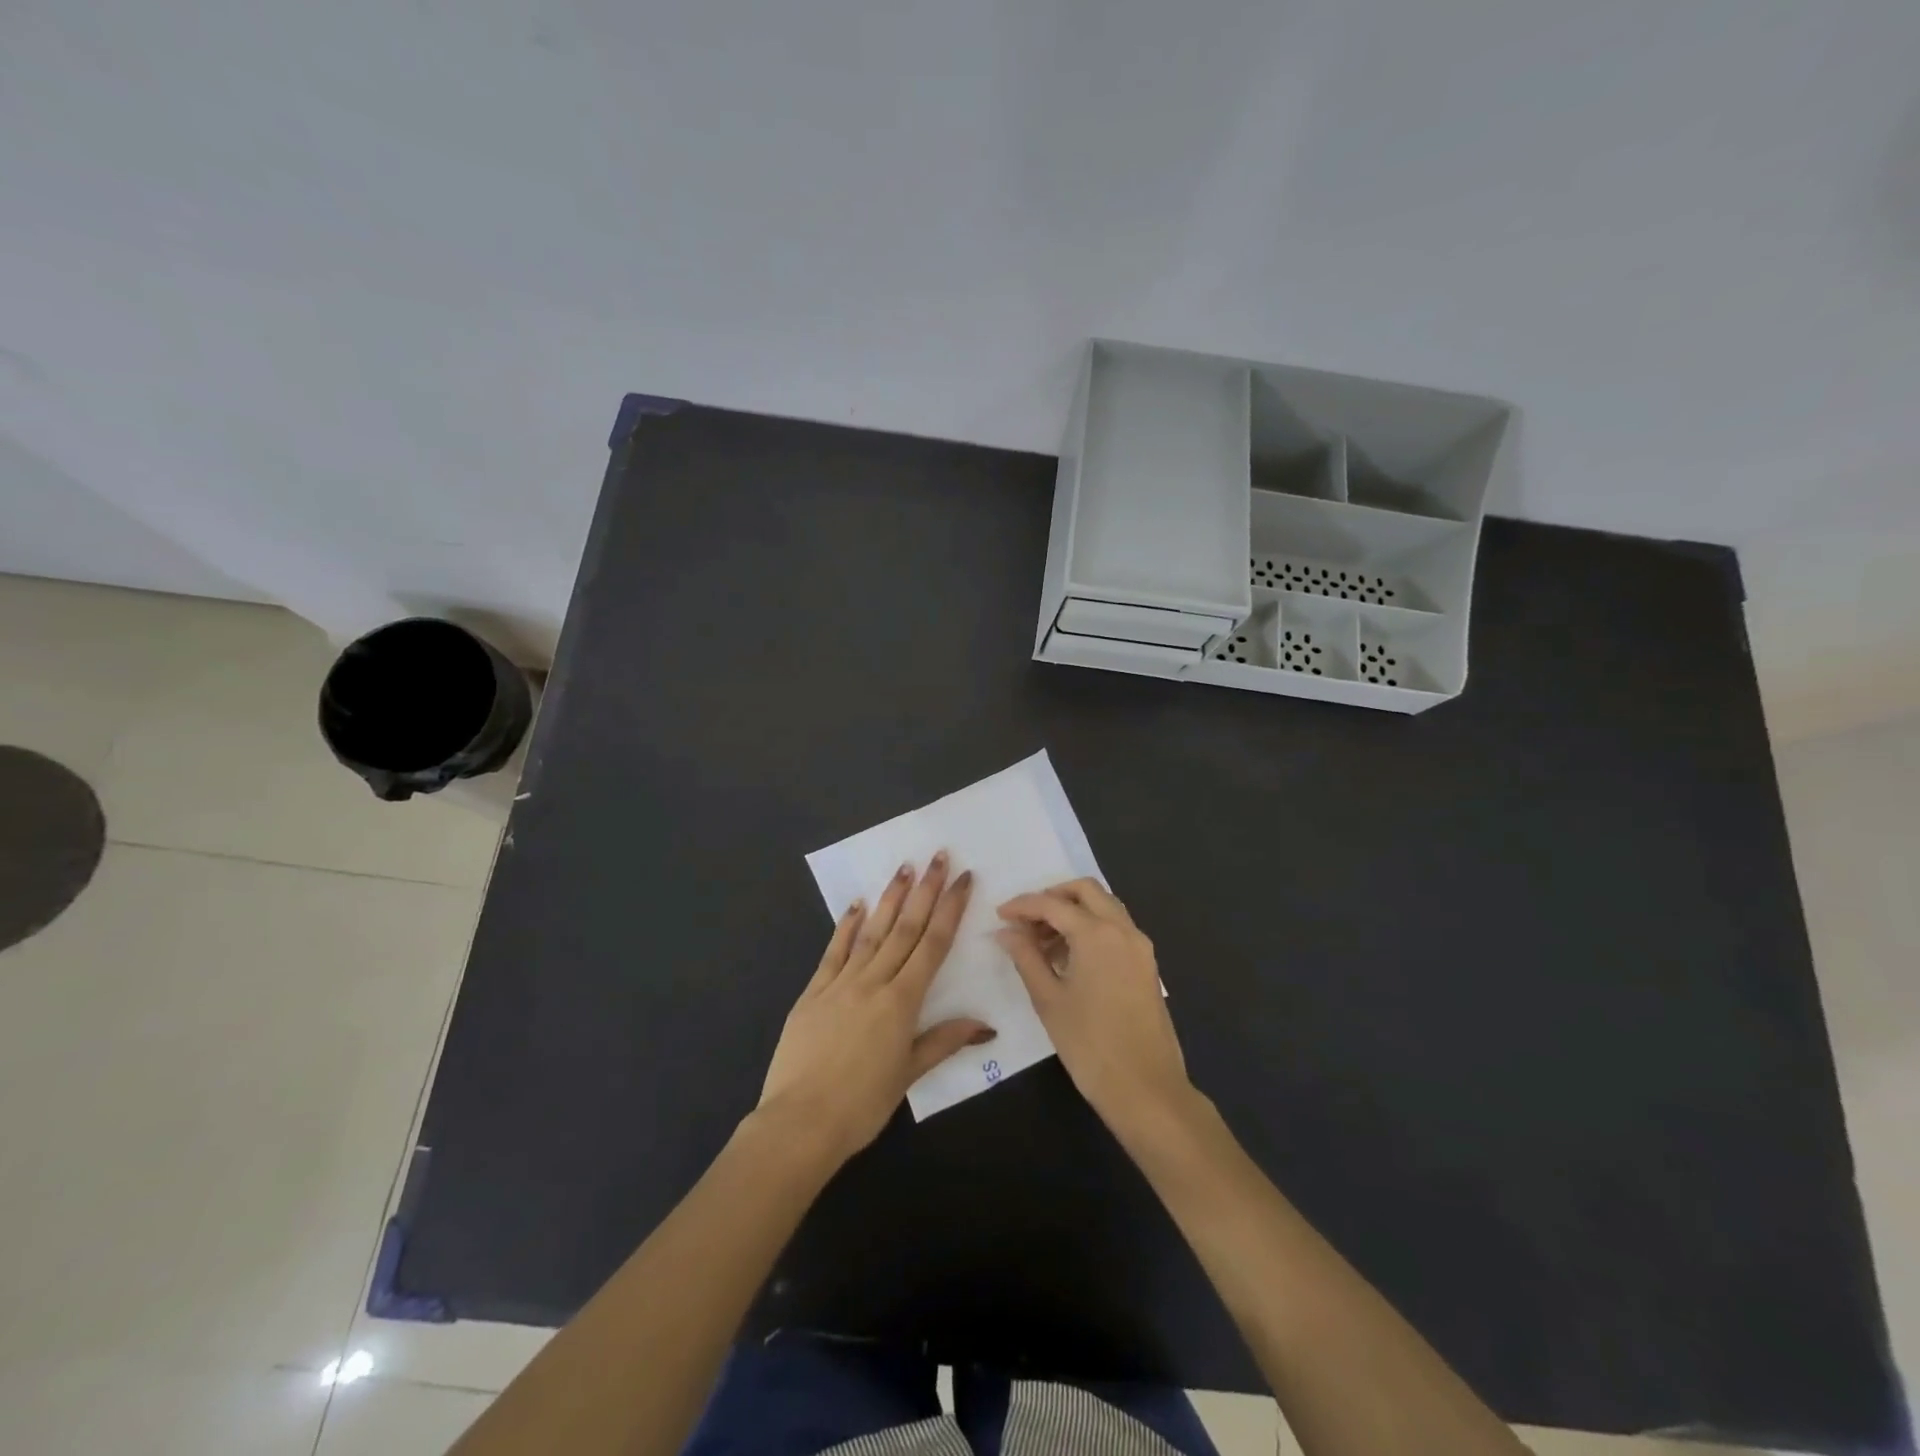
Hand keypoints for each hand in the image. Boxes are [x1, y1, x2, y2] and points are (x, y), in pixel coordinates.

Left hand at [758, 853, 993, 1164]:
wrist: (799, 1123)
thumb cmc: (861, 1105)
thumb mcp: (908, 1075)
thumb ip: (944, 1041)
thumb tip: (985, 1024)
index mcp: (902, 1002)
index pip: (933, 945)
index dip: (950, 909)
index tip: (963, 879)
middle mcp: (873, 982)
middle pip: (905, 928)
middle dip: (925, 890)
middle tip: (938, 856)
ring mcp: (840, 983)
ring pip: (871, 932)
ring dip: (890, 898)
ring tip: (904, 868)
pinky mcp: (813, 992)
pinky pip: (833, 952)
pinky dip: (846, 926)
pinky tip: (856, 905)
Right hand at [997, 879, 1192, 1136]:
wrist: (1146, 1089)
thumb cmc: (1090, 1045)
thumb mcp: (1049, 1000)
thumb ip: (1026, 958)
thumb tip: (1007, 932)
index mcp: (1097, 933)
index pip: (1052, 904)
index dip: (1022, 905)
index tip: (999, 915)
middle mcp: (1123, 929)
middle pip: (1085, 891)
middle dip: (1052, 897)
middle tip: (1026, 920)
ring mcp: (1140, 946)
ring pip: (1104, 907)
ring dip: (1073, 912)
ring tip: (1042, 943)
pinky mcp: (1147, 965)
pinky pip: (1116, 929)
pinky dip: (1091, 929)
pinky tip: (1069, 958)